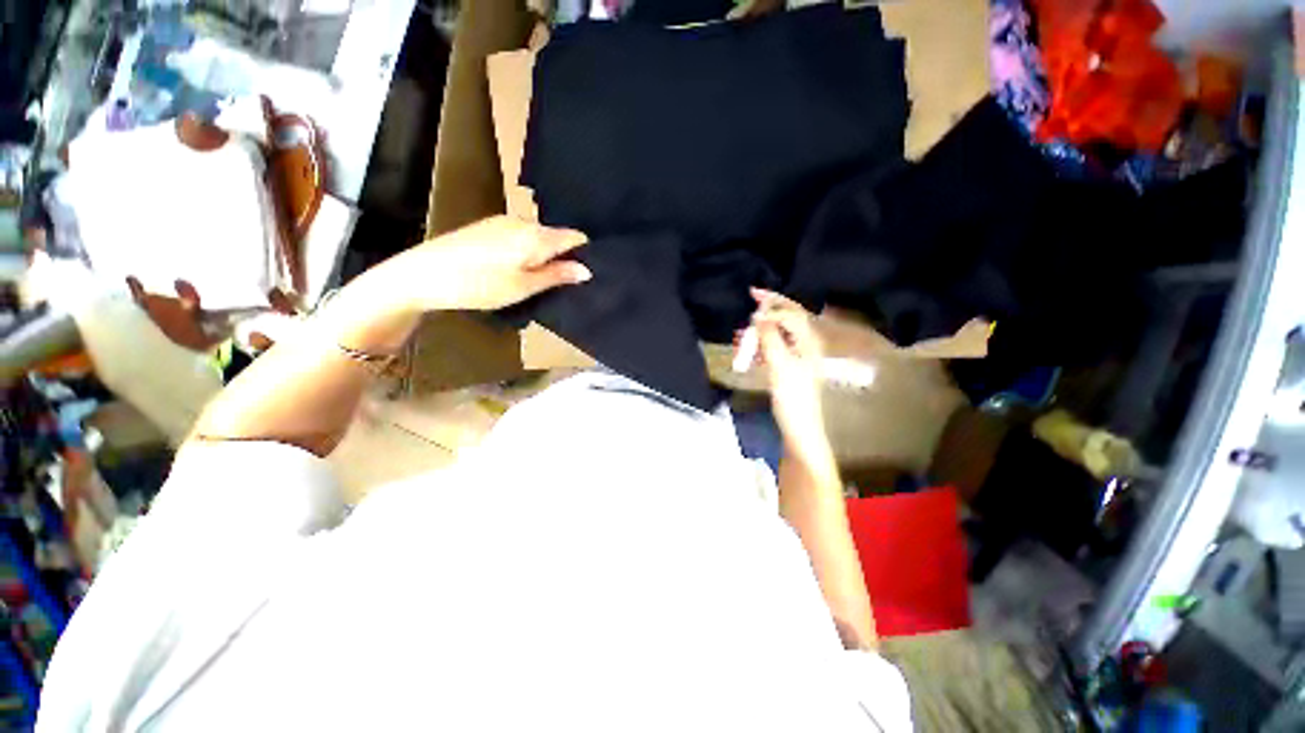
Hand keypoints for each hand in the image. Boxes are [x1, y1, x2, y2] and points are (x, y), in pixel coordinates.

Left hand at [374, 216, 591, 312]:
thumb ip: (557, 275)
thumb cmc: (479, 285)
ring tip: (539, 282)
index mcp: (536, 236)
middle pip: (555, 237)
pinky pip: (520, 237)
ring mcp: (503, 222)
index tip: (587, 273)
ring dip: (544, 256)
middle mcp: (522, 222)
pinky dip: (526, 252)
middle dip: (563, 257)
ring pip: (537, 238)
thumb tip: (587, 270)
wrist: (423, 274)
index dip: (585, 253)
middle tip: (562, 285)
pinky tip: (516, 271)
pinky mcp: (487, 228)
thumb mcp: (524, 286)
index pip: (575, 237)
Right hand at [749, 289, 829, 463]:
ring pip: (779, 332)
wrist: (799, 427)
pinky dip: (761, 344)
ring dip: (762, 329)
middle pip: (788, 317)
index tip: (751, 299)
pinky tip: (748, 349)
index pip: (791, 313)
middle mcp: (806, 344)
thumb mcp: (779, 364)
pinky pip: (774, 347)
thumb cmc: (792, 396)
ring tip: (742, 333)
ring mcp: (798, 355)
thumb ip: (770, 337)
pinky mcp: (789, 367)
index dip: (772, 304)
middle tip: (751, 297)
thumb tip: (759, 315)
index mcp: (809, 341)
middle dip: (769, 309)